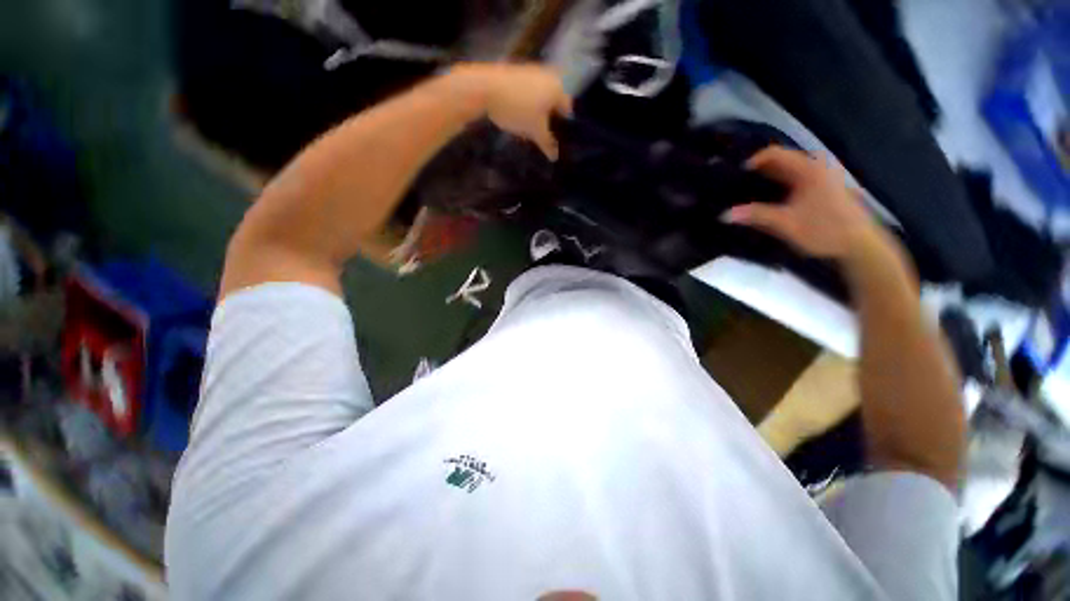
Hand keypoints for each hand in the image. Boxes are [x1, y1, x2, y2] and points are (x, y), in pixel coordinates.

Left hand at [451, 63, 571, 159]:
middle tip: (545, 137)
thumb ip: (547, 143)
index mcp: (557, 88)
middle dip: (550, 120)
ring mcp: (531, 72)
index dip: (564, 127)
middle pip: (553, 103)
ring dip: (538, 114)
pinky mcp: (516, 73)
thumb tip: (555, 157)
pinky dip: (527, 105)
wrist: (485, 88)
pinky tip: (519, 118)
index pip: (567, 110)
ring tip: (531, 131)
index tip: (558, 140)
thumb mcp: (535, 131)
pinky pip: (528, 93)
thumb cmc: (518, 109)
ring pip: (540, 98)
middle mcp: (548, 76)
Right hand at [723, 147, 878, 259]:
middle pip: (780, 161)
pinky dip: (779, 185)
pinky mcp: (824, 186)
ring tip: (748, 193)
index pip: (773, 154)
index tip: (734, 177)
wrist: (859, 244)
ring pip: (788, 170)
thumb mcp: (785, 223)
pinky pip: (796, 178)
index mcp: (808, 169)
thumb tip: (724, 214)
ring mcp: (822, 176)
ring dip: (767, 179)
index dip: (752, 162)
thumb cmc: (823, 229)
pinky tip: (769, 199)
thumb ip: (755, 215)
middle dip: (757, 172)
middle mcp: (816, 166)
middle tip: (737, 186)